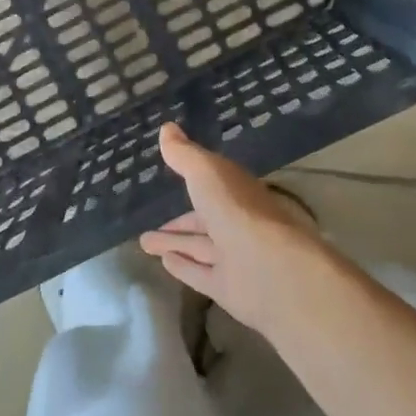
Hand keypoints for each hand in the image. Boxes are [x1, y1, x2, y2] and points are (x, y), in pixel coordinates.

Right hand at [140, 122, 333, 337]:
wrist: (271, 270)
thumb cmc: (237, 211)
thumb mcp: (206, 173)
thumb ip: (185, 155)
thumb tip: (166, 128)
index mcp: (237, 193)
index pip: (213, 185)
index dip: (193, 180)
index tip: (171, 177)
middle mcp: (237, 224)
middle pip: (203, 221)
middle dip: (178, 221)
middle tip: (147, 224)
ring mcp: (234, 258)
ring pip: (199, 247)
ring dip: (174, 244)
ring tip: (143, 242)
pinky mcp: (228, 288)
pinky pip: (200, 274)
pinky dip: (183, 267)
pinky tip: (163, 262)